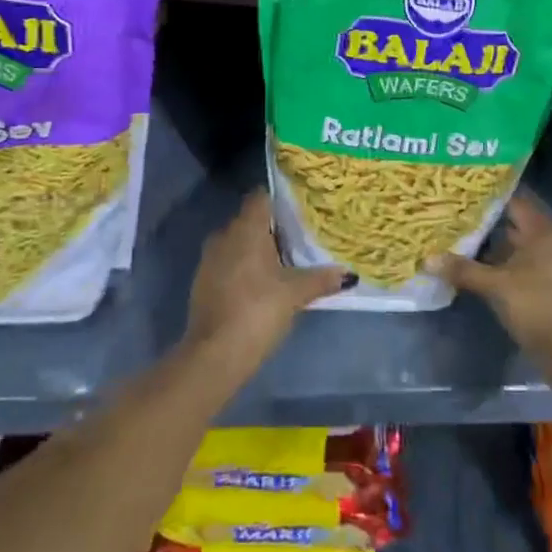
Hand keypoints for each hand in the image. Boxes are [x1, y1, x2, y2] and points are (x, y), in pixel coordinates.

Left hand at [182, 190, 347, 381]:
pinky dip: (243, 266)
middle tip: (300, 236)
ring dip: (256, 249)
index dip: (279, 199)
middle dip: (272, 227)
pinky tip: (262, 283)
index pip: (261, 197)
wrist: (214, 355)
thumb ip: (322, 278)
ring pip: (237, 242)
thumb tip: (349, 274)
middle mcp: (224, 236)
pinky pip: (227, 262)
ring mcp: (209, 259)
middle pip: (250, 220)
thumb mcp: (296, 294)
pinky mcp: (203, 282)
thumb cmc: (258, 310)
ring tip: (284, 260)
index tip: (299, 208)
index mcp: (246, 229)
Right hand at [429, 192, 551, 369]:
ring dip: (492, 243)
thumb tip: (427, 259)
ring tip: (460, 236)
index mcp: (543, 232)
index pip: (514, 200)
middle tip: (455, 212)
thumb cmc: (537, 307)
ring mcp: (551, 263)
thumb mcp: (496, 287)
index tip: (463, 190)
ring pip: (516, 244)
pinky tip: (477, 264)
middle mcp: (550, 241)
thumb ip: (463, 270)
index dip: (489, 195)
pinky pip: (521, 262)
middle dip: (486, 219)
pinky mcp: (548, 282)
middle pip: (514, 222)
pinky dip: (502, 261)